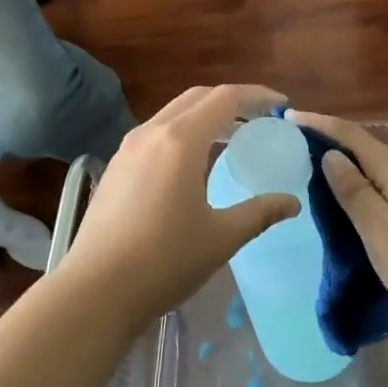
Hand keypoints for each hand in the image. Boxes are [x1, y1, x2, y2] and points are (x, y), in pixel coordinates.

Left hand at [58, 86, 299, 332]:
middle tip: (260, 119)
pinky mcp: (116, 166)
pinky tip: (193, 163)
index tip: (281, 104)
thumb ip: (260, 213)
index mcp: (181, 140)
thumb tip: (292, 203)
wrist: (95, 290)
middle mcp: (152, 132)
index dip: (257, 96)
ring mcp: (128, 147)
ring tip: (231, 138)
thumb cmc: (164, 261)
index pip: (226, 98)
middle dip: (232, 101)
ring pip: (174, 113)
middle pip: (198, 97)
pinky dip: (183, 132)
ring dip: (205, 115)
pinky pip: (156, 132)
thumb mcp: (221, 237)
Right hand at [288, 111, 387, 342]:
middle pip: (368, 150)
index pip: (353, 137)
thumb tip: (330, 155)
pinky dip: (367, 188)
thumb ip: (355, 193)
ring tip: (317, 174)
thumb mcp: (383, 234)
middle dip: (332, 143)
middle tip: (295, 147)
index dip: (321, 124)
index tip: (289, 116)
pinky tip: (358, 206)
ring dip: (350, 167)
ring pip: (380, 172)